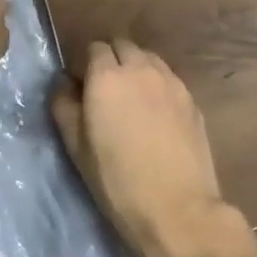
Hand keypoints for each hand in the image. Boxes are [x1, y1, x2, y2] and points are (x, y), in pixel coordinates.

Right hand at [50, 39, 253, 256]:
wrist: (177, 210)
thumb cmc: (116, 181)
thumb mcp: (76, 147)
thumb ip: (64, 106)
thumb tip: (64, 85)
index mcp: (107, 76)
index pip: (93, 48)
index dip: (85, 64)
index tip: (81, 87)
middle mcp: (141, 68)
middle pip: (122, 45)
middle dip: (111, 59)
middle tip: (104, 91)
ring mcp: (171, 82)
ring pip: (148, 58)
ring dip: (136, 68)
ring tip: (131, 99)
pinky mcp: (192, 99)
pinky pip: (168, 78)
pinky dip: (157, 84)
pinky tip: (155, 113)